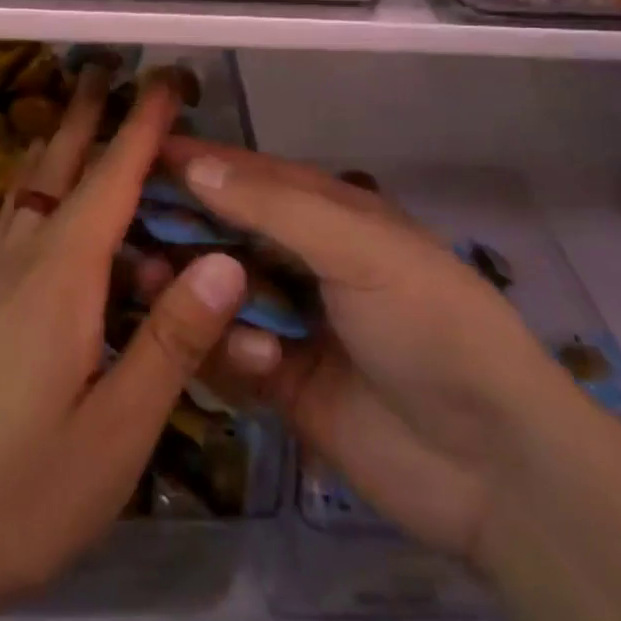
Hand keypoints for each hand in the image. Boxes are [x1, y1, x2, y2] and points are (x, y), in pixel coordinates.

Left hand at [0, 70, 252, 620]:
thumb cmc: (21, 493)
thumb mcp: (117, 432)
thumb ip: (171, 342)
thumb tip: (225, 262)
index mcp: (62, 279)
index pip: (111, 181)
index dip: (142, 127)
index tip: (166, 80)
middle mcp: (23, 262)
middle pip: (59, 167)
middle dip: (89, 114)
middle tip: (113, 68)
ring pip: (34, 190)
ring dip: (62, 144)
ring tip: (85, 113)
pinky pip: (21, 222)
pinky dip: (44, 187)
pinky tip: (50, 203)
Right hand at [159, 139, 571, 560]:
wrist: (493, 465)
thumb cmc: (431, 326)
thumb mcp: (360, 249)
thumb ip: (275, 209)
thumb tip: (194, 165)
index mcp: (330, 216)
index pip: (250, 176)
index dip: (198, 163)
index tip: (137, 155)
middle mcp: (304, 261)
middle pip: (224, 233)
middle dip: (180, 231)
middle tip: (126, 234)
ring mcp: (290, 322)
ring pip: (217, 293)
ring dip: (193, 292)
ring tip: (159, 290)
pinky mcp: (280, 382)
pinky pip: (229, 354)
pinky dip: (230, 352)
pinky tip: (260, 364)